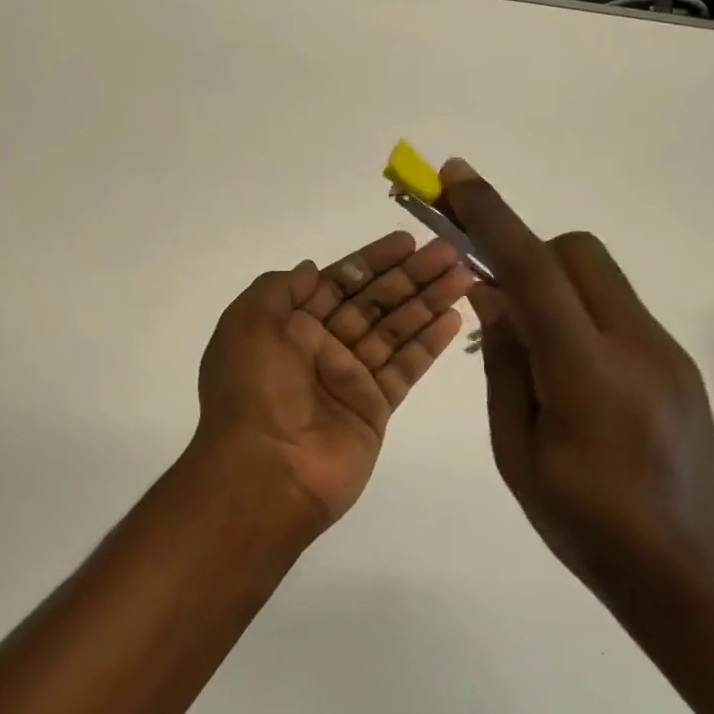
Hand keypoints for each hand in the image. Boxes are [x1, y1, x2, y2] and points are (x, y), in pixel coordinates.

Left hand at [193, 230, 473, 530]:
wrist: (265, 472)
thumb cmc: (252, 389)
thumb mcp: (247, 324)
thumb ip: (279, 289)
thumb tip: (310, 269)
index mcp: (288, 325)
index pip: (338, 282)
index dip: (371, 261)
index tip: (406, 241)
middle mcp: (320, 347)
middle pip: (372, 302)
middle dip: (409, 276)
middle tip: (450, 251)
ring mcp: (350, 377)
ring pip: (395, 330)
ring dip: (427, 302)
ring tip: (465, 275)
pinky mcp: (375, 408)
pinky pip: (405, 367)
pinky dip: (429, 343)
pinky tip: (454, 317)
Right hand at [439, 160, 713, 616]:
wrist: (692, 572)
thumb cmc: (586, 526)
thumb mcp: (517, 453)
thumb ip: (504, 365)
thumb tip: (491, 294)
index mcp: (588, 375)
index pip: (535, 271)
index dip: (492, 217)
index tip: (455, 176)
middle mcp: (636, 346)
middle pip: (575, 252)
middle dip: (525, 252)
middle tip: (493, 299)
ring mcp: (665, 351)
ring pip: (598, 276)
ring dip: (551, 283)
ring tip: (527, 347)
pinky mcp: (676, 361)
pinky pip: (614, 308)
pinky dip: (576, 312)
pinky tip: (565, 371)